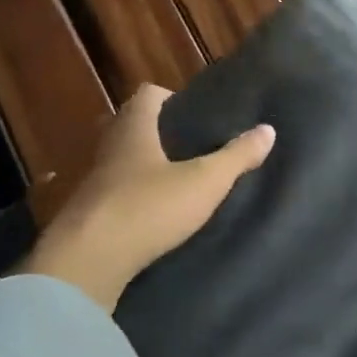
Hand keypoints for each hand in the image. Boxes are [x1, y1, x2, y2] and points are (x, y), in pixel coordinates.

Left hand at [21, 85, 274, 311]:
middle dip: (159, 133)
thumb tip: (268, 130)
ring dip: (145, 167)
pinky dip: (134, 197)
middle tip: (192, 148)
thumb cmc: (148, 208)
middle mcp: (109, 148)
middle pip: (132, 126)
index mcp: (134, 129)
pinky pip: (114, 194)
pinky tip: (156, 215)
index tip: (195, 115)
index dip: (171, 98)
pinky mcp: (88, 215)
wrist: (89, 261)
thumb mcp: (204, 182)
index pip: (147, 95)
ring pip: (121, 161)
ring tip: (179, 183)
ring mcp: (94, 182)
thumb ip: (236, 156)